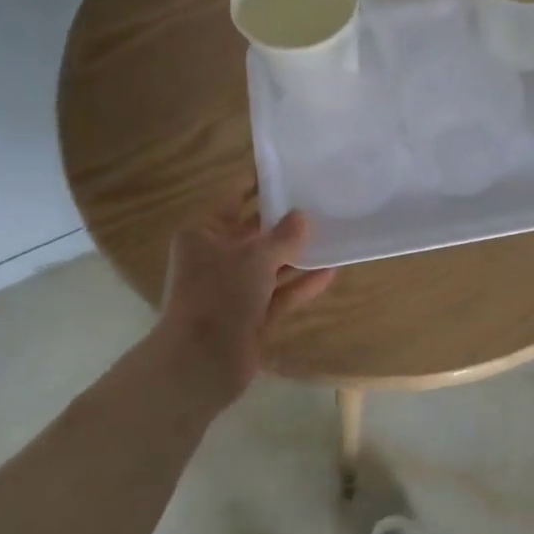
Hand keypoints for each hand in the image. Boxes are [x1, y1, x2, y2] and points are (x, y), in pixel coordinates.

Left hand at [153, 196, 335, 399]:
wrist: (202, 362)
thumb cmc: (220, 296)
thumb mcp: (256, 258)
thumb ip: (283, 236)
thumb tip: (302, 216)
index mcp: (204, 234)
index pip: (233, 199)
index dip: (258, 185)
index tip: (288, 171)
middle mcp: (216, 258)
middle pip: (254, 234)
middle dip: (284, 223)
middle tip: (319, 204)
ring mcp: (233, 290)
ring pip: (270, 266)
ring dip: (297, 255)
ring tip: (332, 237)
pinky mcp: (249, 316)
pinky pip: (279, 294)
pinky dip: (300, 285)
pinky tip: (330, 272)